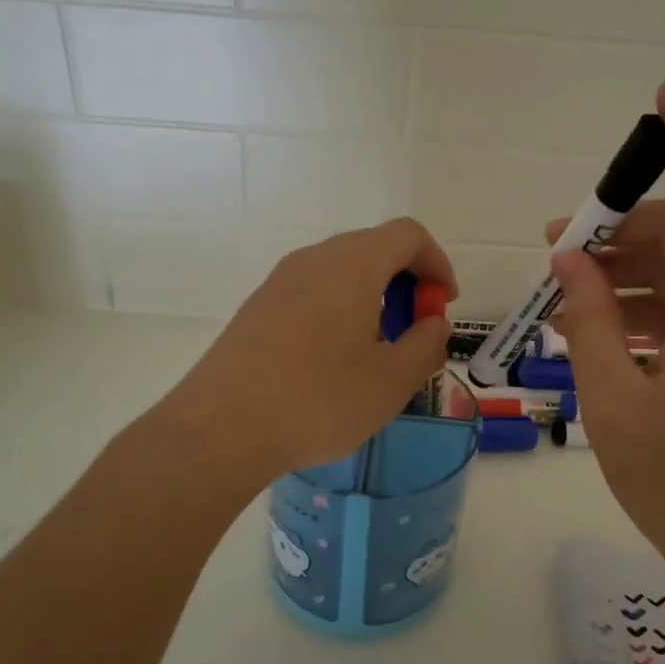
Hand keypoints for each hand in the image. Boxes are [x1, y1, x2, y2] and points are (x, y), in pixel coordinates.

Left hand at [163, 218, 454, 478]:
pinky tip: (334, 361)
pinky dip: (340, 310)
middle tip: (413, 332)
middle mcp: (313, 260)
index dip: (437, 264)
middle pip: (373, 248)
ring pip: (341, 271)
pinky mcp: (258, 308)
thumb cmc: (318, 401)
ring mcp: (279, 282)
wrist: (221, 428)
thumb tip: (433, 324)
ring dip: (372, 298)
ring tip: (376, 351)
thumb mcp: (392, 381)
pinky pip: (313, 291)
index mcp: (351, 265)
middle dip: (406, 283)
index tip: (443, 306)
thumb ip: (426, 344)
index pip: (408, 235)